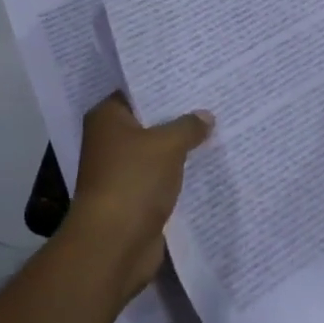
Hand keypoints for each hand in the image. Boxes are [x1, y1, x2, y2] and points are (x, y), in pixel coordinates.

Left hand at [65, 93, 212, 302]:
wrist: (113, 245)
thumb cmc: (133, 181)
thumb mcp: (168, 145)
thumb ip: (188, 126)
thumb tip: (205, 116)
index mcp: (107, 117)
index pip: (138, 91)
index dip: (165, 84)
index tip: (195, 76)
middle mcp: (109, 140)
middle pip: (149, 121)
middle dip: (178, 115)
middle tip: (213, 99)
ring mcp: (120, 171)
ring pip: (157, 151)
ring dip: (180, 147)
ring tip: (217, 128)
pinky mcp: (133, 197)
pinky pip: (161, 177)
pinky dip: (178, 173)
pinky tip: (207, 163)